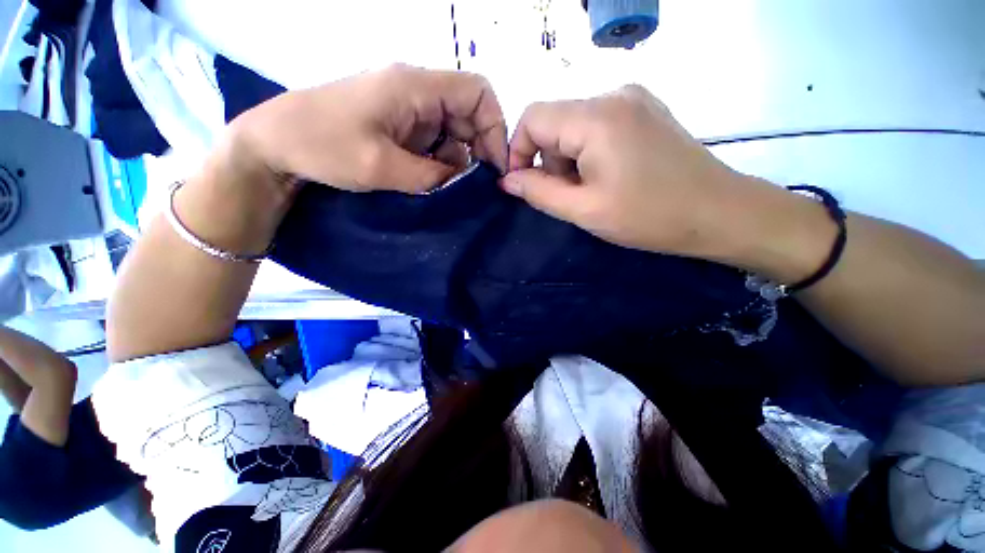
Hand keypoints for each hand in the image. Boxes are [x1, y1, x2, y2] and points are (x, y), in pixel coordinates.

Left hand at [233, 64, 508, 193]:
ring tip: (447, 186)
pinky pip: (434, 141)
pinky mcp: (399, 126)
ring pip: (453, 130)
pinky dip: (441, 162)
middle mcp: (416, 91)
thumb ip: (431, 175)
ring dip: (457, 160)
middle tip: (475, 185)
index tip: (494, 166)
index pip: (478, 92)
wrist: (275, 145)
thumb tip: (461, 180)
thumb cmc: (322, 145)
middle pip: (469, 113)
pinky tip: (431, 180)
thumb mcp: (381, 166)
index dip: (494, 127)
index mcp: (414, 87)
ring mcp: (407, 109)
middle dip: (478, 149)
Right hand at [502, 85, 748, 257]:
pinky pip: (596, 127)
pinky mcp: (643, 111)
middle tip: (567, 196)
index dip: (518, 151)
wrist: (720, 212)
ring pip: (574, 126)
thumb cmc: (649, 216)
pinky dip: (588, 153)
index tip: (524, 185)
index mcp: (596, 116)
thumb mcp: (584, 209)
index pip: (533, 117)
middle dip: (549, 161)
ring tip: (591, 191)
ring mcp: (632, 99)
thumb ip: (539, 192)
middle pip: (554, 122)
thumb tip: (507, 180)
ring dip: (569, 160)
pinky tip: (607, 176)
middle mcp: (613, 94)